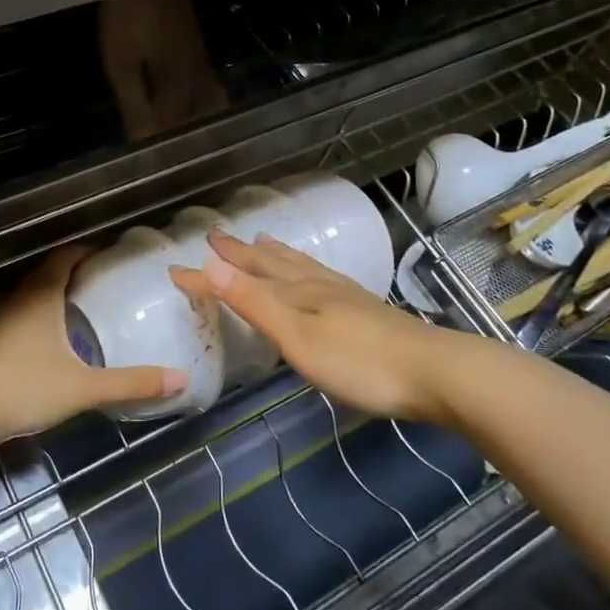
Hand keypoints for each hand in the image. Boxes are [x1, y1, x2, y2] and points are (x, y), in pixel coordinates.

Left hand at [0, 247, 185, 445]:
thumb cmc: (26, 385)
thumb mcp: (83, 387)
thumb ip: (131, 383)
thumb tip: (180, 378)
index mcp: (43, 295)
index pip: (65, 256)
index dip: (87, 251)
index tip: (109, 256)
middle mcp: (20, 299)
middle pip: (48, 273)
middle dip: (75, 274)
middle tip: (104, 285)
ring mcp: (1, 320)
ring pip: (33, 296)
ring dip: (55, 296)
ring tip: (84, 311)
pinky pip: (22, 316)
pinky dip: (41, 318)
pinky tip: (53, 343)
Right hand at [171, 231, 453, 421]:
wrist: (434, 372)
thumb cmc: (358, 361)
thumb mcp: (296, 334)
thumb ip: (253, 301)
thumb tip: (208, 264)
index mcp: (296, 290)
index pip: (240, 278)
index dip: (207, 275)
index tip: (174, 269)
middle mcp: (317, 284)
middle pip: (271, 262)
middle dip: (240, 253)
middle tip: (217, 237)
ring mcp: (345, 296)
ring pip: (300, 266)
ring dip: (275, 254)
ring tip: (262, 242)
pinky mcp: (366, 311)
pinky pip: (321, 277)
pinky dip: (305, 269)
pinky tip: (317, 277)